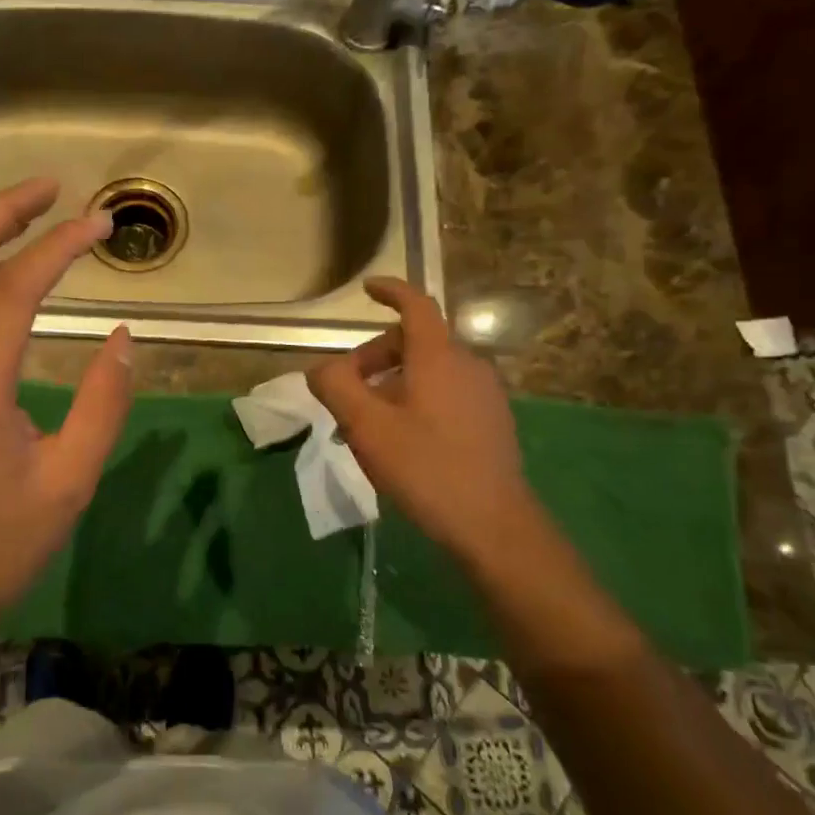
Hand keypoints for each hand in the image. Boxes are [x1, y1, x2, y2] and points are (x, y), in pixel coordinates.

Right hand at [309, 278, 541, 575]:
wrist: (493, 525)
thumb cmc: (425, 467)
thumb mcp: (366, 427)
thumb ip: (336, 387)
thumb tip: (321, 369)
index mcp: (439, 357)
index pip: (416, 306)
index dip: (391, 292)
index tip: (366, 289)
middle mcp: (467, 365)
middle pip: (415, 342)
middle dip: (375, 357)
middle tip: (347, 394)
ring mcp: (484, 394)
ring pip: (429, 371)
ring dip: (392, 384)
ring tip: (367, 425)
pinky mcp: (491, 421)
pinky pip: (445, 394)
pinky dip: (415, 401)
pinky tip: (400, 441)